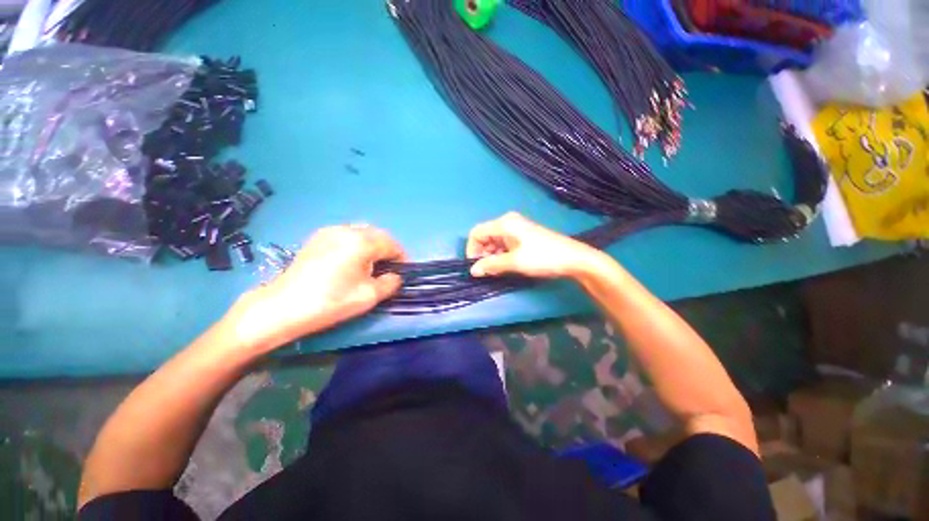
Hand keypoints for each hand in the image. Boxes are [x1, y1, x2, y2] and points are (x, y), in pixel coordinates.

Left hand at [230, 225, 405, 353]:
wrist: (283, 307)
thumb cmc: (330, 301)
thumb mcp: (369, 296)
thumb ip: (390, 283)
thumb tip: (395, 276)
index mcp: (361, 242)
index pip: (392, 244)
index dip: (402, 257)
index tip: (403, 272)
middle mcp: (347, 230)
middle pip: (378, 234)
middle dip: (389, 249)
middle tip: (390, 268)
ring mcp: (330, 231)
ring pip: (363, 232)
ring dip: (374, 245)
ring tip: (372, 264)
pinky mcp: (318, 237)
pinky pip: (347, 234)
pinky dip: (357, 243)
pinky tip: (353, 260)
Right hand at [467, 212, 608, 279]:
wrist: (573, 258)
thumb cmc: (542, 258)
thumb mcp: (514, 262)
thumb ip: (491, 265)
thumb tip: (473, 271)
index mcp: (504, 223)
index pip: (476, 233)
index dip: (472, 250)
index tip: (476, 267)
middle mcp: (508, 222)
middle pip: (484, 236)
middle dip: (482, 254)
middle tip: (487, 271)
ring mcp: (516, 228)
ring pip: (494, 241)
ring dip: (491, 256)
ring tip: (498, 270)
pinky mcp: (522, 236)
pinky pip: (504, 244)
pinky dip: (501, 255)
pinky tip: (506, 265)